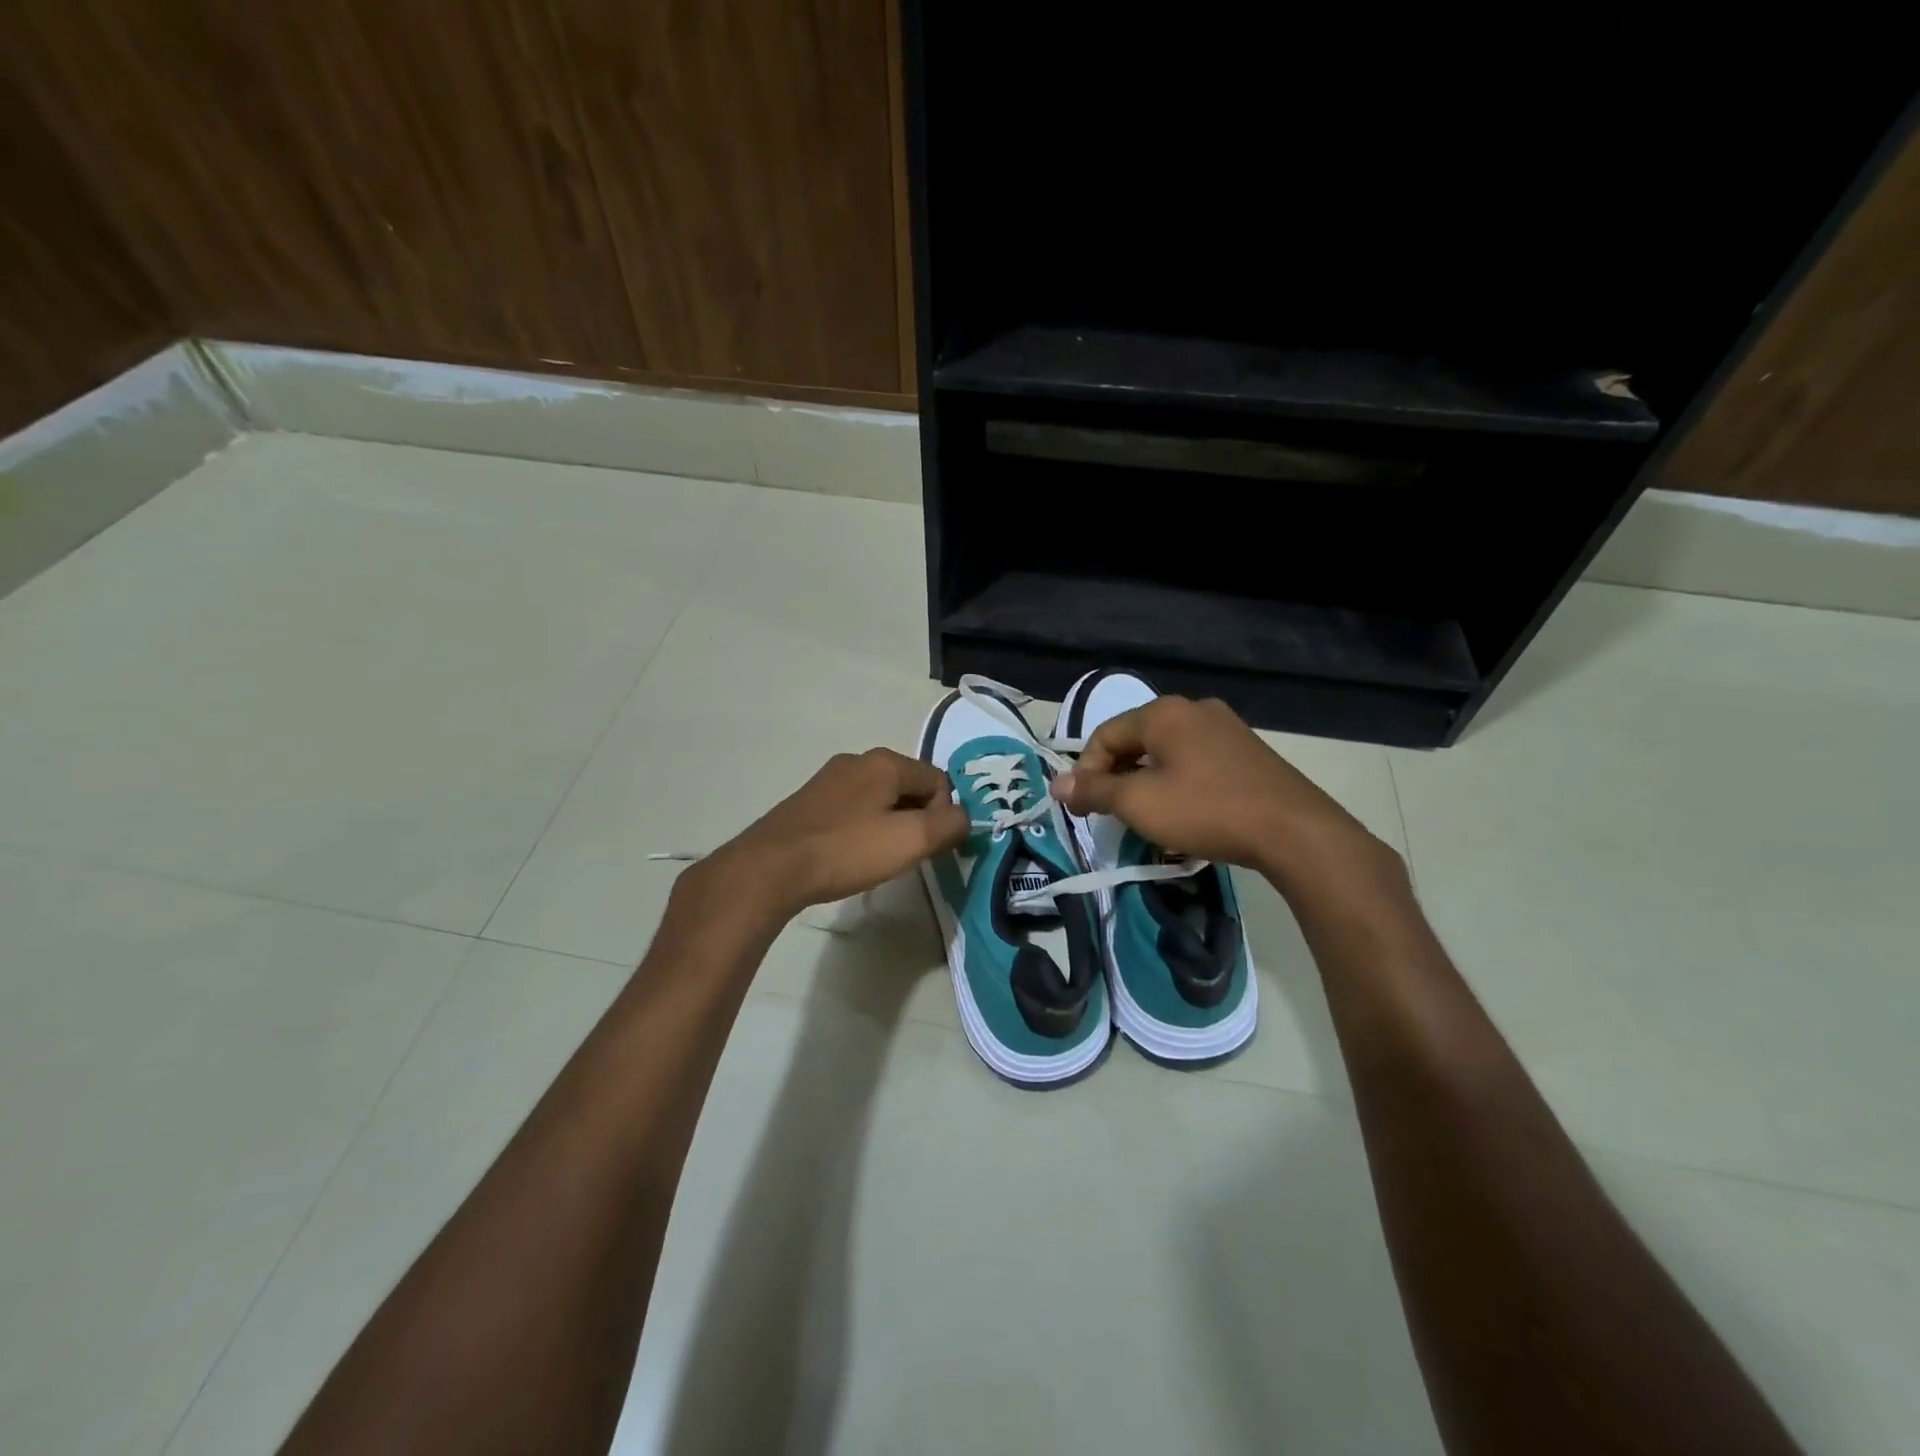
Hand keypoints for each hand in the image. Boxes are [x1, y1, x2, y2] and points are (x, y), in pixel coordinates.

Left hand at [694, 747, 968, 920]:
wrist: (771, 868)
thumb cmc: (847, 850)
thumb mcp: (910, 840)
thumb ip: (949, 825)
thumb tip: (965, 817)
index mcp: (885, 762)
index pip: (938, 780)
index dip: (944, 814)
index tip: (931, 847)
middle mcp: (857, 760)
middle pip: (908, 786)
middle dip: (918, 819)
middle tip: (908, 855)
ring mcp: (829, 779)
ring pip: (880, 798)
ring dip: (890, 825)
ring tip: (878, 859)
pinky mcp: (809, 801)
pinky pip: (853, 809)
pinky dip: (863, 829)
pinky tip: (850, 854)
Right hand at [1050, 695, 1398, 890]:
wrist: (1293, 830)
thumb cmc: (1206, 810)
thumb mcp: (1139, 803)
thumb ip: (1094, 790)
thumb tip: (1057, 785)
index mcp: (1163, 712)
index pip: (1104, 735)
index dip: (1086, 771)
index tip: (1084, 808)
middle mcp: (1193, 709)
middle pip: (1136, 740)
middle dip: (1117, 777)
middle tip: (1113, 814)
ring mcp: (1226, 727)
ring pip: (1167, 752)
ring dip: (1146, 782)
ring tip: (1147, 817)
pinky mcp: (1247, 751)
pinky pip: (1196, 761)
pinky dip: (1178, 783)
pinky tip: (1185, 812)